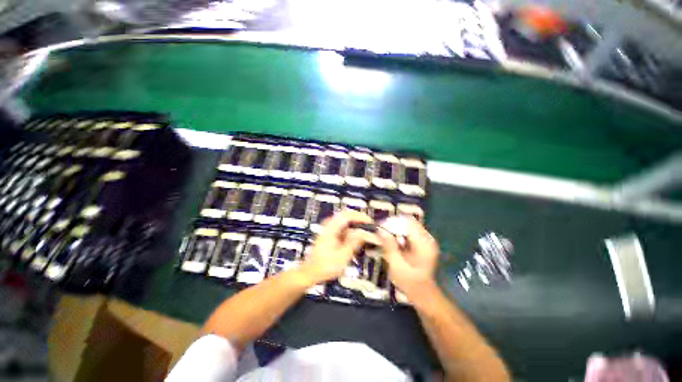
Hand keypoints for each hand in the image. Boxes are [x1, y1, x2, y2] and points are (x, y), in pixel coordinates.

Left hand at [300, 210, 376, 284]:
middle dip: (359, 220)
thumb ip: (354, 242)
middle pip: (346, 216)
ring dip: (355, 225)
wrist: (310, 272)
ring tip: (364, 233)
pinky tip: (355, 239)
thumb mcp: (343, 256)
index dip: (360, 216)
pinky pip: (342, 228)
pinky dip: (350, 231)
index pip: (347, 215)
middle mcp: (329, 225)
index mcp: (331, 228)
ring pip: (345, 221)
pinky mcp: (330, 234)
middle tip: (369, 227)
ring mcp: (329, 229)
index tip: (370, 222)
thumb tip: (364, 232)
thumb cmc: (325, 266)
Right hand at [378, 217, 438, 297]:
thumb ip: (389, 245)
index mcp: (423, 243)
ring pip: (410, 225)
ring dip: (397, 229)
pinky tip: (396, 242)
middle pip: (409, 221)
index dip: (393, 221)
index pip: (408, 221)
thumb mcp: (396, 264)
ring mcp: (427, 240)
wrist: (422, 293)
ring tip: (388, 238)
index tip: (381, 227)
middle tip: (382, 232)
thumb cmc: (409, 281)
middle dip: (394, 225)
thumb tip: (379, 229)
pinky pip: (411, 231)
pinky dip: (402, 234)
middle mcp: (428, 238)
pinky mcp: (425, 243)